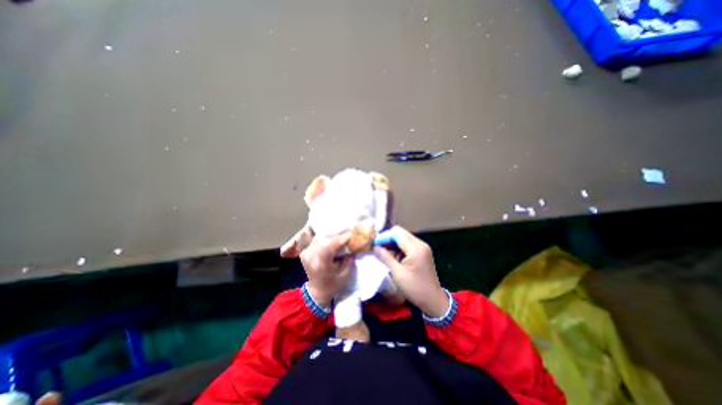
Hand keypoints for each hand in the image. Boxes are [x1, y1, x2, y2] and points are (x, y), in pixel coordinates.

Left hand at [301, 230, 354, 306]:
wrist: (317, 291)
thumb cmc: (333, 284)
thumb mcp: (345, 273)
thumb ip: (349, 258)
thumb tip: (353, 244)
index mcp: (321, 263)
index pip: (332, 244)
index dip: (343, 237)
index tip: (353, 233)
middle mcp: (311, 255)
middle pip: (326, 237)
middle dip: (339, 232)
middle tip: (350, 228)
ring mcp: (306, 252)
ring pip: (321, 236)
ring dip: (332, 232)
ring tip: (343, 230)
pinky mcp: (305, 251)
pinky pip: (317, 239)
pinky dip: (326, 236)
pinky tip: (334, 235)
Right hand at [375, 226, 448, 316]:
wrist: (433, 300)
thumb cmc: (415, 289)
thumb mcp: (398, 274)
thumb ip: (386, 258)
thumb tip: (374, 247)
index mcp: (416, 248)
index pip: (397, 233)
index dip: (384, 237)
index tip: (374, 246)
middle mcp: (420, 244)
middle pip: (400, 233)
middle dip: (387, 239)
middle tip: (378, 249)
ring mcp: (422, 247)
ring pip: (403, 238)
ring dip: (393, 244)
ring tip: (384, 255)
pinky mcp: (422, 252)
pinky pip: (407, 244)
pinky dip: (399, 248)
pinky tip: (393, 258)